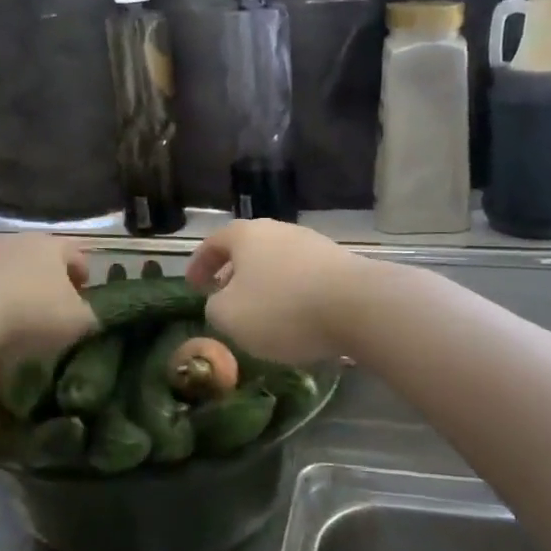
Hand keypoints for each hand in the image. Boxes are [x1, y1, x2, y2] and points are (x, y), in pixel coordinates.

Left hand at [0, 233, 96, 359]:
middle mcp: (19, 240)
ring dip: (17, 288)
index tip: (85, 294)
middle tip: (54, 305)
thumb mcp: (77, 321)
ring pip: (10, 269)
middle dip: (49, 279)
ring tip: (19, 317)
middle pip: (41, 258)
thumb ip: (90, 316)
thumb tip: (88, 316)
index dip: (84, 274)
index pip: (76, 254)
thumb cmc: (32, 310)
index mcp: (53, 245)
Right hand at [185, 220, 371, 363]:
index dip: (198, 264)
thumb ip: (214, 307)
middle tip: (224, 298)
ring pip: (277, 264)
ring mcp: (313, 245)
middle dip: (233, 274)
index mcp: (246, 236)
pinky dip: (292, 295)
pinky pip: (304, 279)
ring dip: (264, 285)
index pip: (213, 243)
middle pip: (248, 250)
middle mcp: (279, 231)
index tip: (192, 286)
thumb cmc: (282, 308)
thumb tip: (222, 302)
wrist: (359, 306)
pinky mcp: (340, 265)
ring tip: (260, 314)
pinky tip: (296, 320)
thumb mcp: (229, 316)